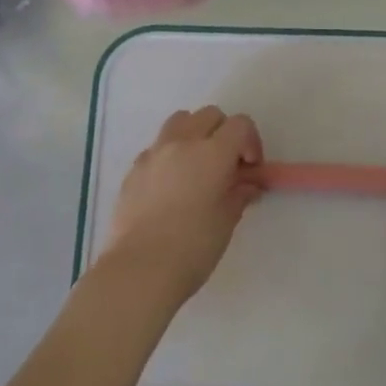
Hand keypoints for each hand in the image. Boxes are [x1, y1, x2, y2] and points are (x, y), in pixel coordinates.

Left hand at [99, 106, 264, 309]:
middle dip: (224, 134)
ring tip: (198, 167)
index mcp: (211, 153)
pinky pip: (158, 146)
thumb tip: (247, 184)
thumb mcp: (226, 222)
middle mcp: (181, 142)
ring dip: (195, 134)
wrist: (138, 270)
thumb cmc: (191, 248)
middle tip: (227, 166)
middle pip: (210, 115)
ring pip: (180, 121)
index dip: (251, 142)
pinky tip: (172, 186)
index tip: (250, 169)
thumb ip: (239, 194)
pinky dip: (171, 154)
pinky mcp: (134, 168)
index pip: (240, 125)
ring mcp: (154, 153)